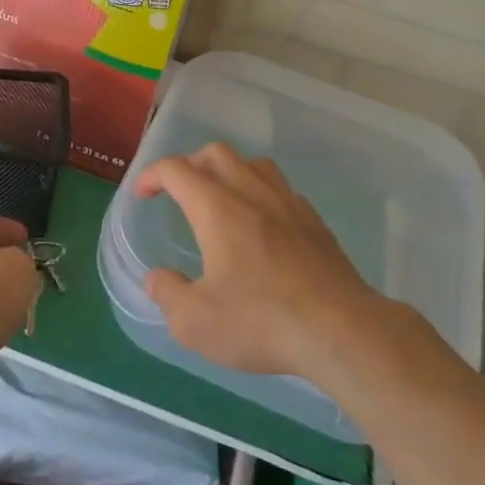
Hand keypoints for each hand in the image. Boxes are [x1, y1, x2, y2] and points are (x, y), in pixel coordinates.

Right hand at [133, 143, 382, 381]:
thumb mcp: (196, 323)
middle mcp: (252, 194)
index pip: (176, 170)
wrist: (342, 331)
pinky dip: (262, 194)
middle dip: (190, 164)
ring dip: (229, 172)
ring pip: (254, 164)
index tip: (142, 194)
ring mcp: (289, 204)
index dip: (152, 175)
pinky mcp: (316, 223)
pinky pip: (282, 190)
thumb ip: (168, 294)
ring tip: (221, 199)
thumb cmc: (261, 322)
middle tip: (179, 192)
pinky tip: (263, 225)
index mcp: (217, 209)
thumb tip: (157, 278)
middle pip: (216, 153)